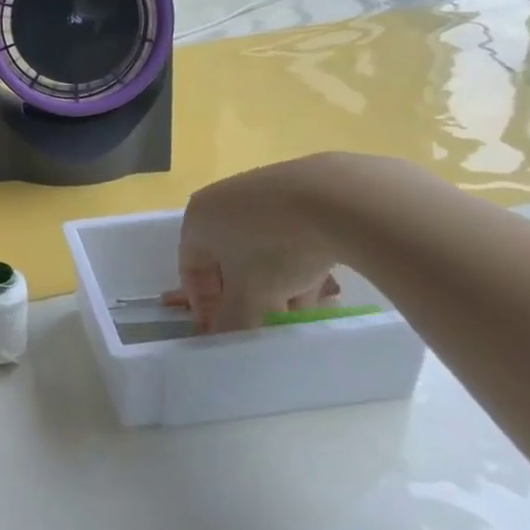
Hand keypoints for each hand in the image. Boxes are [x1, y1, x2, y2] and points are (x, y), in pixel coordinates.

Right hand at [175, 157, 345, 333]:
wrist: (338, 198)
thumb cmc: (275, 248)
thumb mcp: (250, 297)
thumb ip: (232, 323)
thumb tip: (223, 342)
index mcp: (198, 220)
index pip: (191, 271)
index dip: (204, 307)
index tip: (224, 333)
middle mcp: (221, 200)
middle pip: (226, 260)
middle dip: (245, 297)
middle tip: (265, 324)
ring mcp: (259, 191)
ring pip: (258, 248)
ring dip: (273, 283)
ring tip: (298, 310)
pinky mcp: (296, 187)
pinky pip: (285, 231)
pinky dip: (294, 258)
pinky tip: (317, 282)